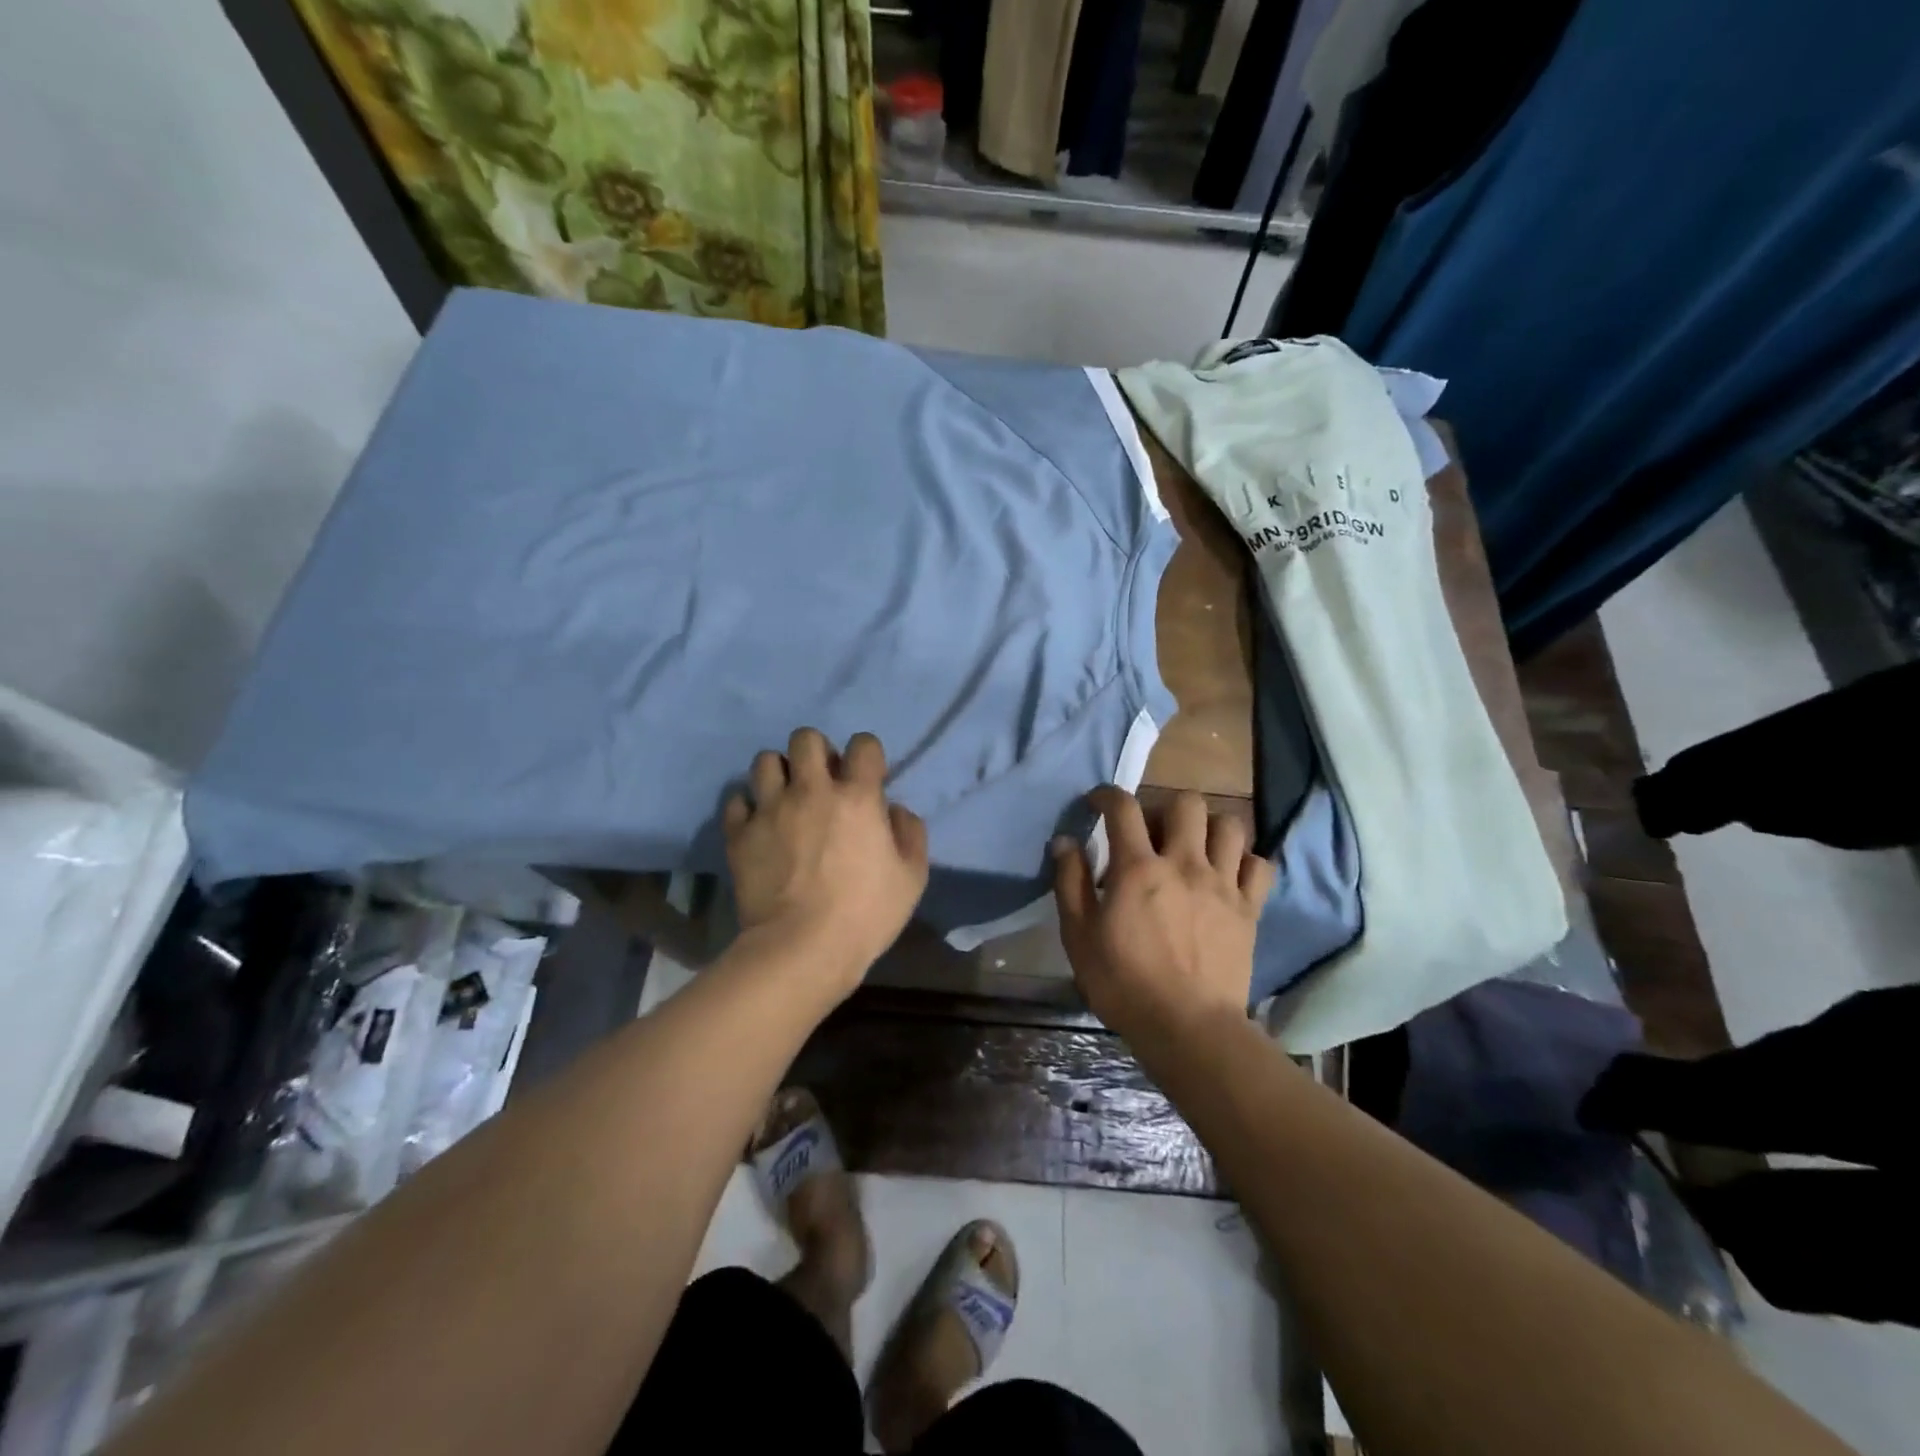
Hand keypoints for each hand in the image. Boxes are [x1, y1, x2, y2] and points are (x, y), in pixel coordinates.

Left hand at [723, 728, 929, 998]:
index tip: (867, 777)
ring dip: (780, 773)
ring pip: (765, 760)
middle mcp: (811, 790)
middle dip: (817, 752)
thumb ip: (910, 833)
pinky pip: (736, 800)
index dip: (867, 755)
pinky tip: (759, 823)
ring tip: (786, 797)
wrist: (801, 949)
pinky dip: (748, 806)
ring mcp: (770, 809)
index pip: (863, 744)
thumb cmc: (865, 914)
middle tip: (821, 781)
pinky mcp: (740, 833)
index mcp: (857, 796)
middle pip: (806, 738)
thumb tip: (894, 810)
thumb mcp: (912, 877)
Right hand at [1053, 788, 1274, 1041]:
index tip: (1098, 803)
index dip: (1107, 795)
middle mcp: (1184, 864)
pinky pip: (1259, 865)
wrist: (1188, 1028)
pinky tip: (1227, 875)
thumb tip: (1064, 841)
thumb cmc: (1124, 983)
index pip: (1123, 808)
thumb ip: (1070, 882)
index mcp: (1138, 868)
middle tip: (1152, 834)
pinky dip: (1244, 861)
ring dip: (1208, 828)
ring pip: (1229, 826)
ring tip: (1193, 849)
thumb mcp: (1079, 935)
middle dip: (1164, 807)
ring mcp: (1223, 884)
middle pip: (1186, 804)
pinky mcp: (1249, 909)